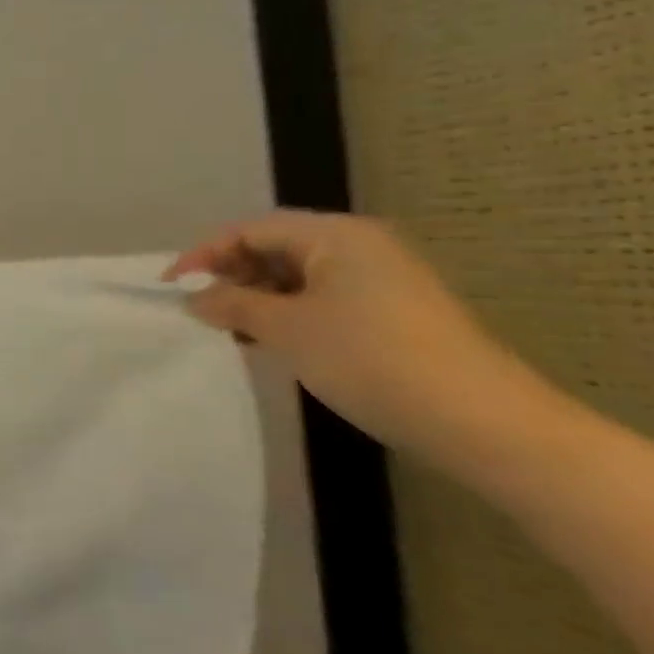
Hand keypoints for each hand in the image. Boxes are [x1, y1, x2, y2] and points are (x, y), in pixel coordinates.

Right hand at [165, 211, 524, 459]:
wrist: (482, 424)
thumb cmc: (371, 360)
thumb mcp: (286, 329)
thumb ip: (231, 304)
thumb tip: (193, 298)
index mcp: (336, 236)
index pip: (250, 229)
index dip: (204, 254)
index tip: (171, 288)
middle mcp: (359, 247)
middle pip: (274, 247)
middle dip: (230, 275)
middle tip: (199, 310)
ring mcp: (380, 280)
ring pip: (296, 276)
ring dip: (256, 298)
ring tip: (227, 330)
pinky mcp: (390, 313)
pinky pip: (321, 299)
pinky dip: (286, 314)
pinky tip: (269, 342)